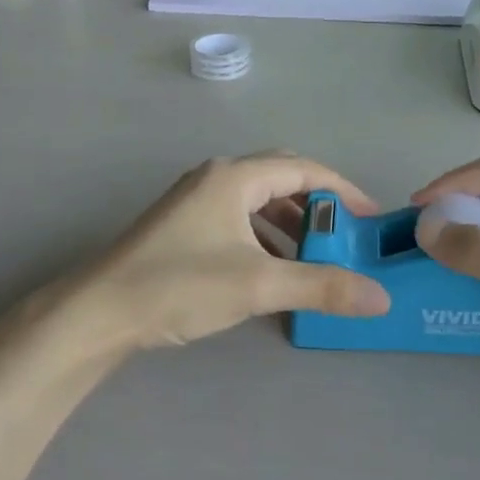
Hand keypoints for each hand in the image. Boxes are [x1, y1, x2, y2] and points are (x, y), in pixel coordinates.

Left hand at [55, 152, 391, 353]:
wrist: (99, 311)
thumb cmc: (180, 284)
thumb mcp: (259, 284)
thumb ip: (322, 287)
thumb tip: (381, 298)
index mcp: (235, 177)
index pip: (304, 169)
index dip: (343, 190)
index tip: (370, 218)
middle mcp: (216, 178)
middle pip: (281, 178)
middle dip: (318, 205)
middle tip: (345, 235)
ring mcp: (195, 200)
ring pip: (258, 201)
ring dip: (291, 223)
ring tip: (315, 256)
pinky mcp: (183, 225)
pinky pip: (238, 219)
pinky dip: (265, 237)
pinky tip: (273, 269)